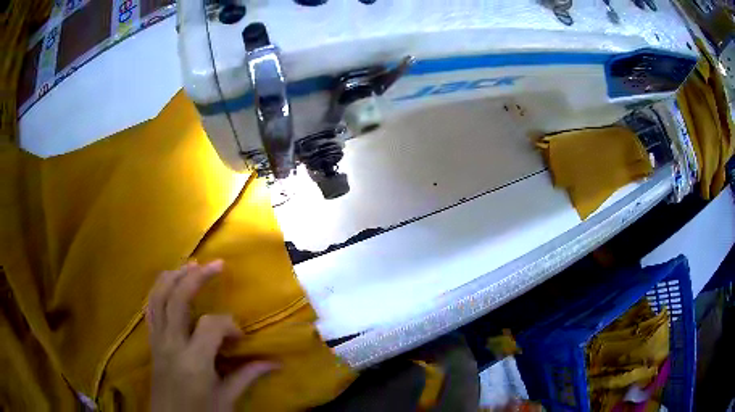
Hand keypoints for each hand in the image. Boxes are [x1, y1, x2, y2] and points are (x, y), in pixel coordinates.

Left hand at [146, 260, 275, 411]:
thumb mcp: (227, 399)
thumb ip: (247, 376)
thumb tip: (275, 363)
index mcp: (194, 361)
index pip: (210, 325)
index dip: (229, 325)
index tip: (240, 338)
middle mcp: (171, 344)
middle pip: (177, 298)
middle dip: (196, 277)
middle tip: (215, 264)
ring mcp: (157, 340)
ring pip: (158, 297)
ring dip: (173, 277)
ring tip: (189, 265)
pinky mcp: (151, 342)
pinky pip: (150, 309)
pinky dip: (158, 291)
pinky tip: (168, 284)